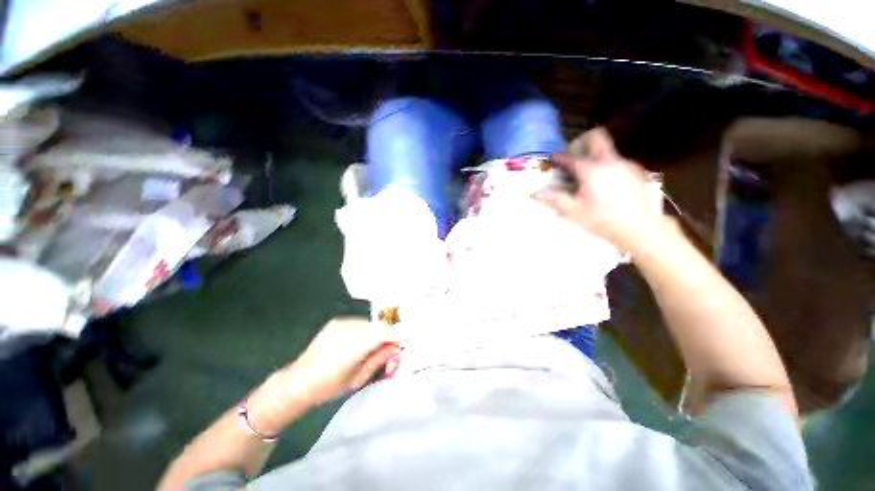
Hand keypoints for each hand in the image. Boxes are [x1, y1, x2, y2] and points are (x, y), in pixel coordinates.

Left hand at [285, 317, 401, 405]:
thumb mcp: (359, 378)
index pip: (385, 331)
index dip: (397, 336)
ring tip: (374, 348)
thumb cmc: (329, 386)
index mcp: (355, 344)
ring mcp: (342, 322)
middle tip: (390, 351)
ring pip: (370, 323)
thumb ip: (380, 359)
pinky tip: (360, 343)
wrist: (298, 381)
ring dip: (377, 333)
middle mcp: (350, 327)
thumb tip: (396, 349)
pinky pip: (359, 323)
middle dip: (388, 336)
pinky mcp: (337, 321)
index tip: (403, 344)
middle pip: (379, 326)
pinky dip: (366, 331)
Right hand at [536, 128, 659, 249]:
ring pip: (607, 151)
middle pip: (596, 137)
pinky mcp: (636, 172)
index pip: (571, 157)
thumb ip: (553, 198)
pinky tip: (604, 185)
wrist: (640, 228)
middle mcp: (610, 161)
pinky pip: (617, 162)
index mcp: (592, 170)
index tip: (553, 160)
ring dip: (593, 157)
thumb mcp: (573, 211)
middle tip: (572, 158)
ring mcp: (626, 165)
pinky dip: (606, 167)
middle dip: (582, 142)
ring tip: (586, 176)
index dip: (559, 157)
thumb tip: (534, 193)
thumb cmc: (602, 220)